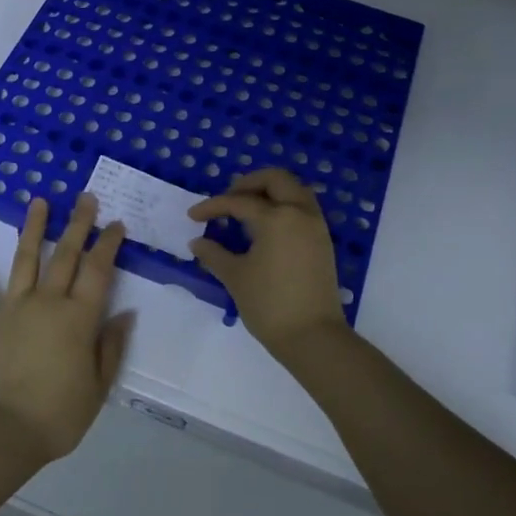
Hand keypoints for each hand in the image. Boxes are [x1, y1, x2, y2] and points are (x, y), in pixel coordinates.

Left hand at [0, 193, 133, 465]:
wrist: (3, 433)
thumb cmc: (58, 415)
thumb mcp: (99, 387)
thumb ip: (111, 347)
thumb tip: (124, 314)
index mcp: (78, 318)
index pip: (98, 270)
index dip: (108, 244)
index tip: (115, 223)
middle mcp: (46, 303)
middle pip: (66, 256)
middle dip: (78, 225)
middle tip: (85, 198)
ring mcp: (12, 309)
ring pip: (24, 260)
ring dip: (33, 229)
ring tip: (38, 202)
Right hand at [187, 168, 346, 353]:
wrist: (313, 336)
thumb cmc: (269, 304)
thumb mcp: (235, 277)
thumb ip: (214, 254)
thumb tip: (197, 242)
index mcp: (277, 217)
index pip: (239, 202)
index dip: (213, 206)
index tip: (193, 216)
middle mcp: (300, 213)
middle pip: (276, 179)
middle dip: (248, 183)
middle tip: (228, 199)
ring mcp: (316, 226)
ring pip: (295, 190)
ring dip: (270, 192)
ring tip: (246, 209)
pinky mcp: (323, 242)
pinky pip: (303, 209)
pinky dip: (284, 206)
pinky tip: (265, 227)